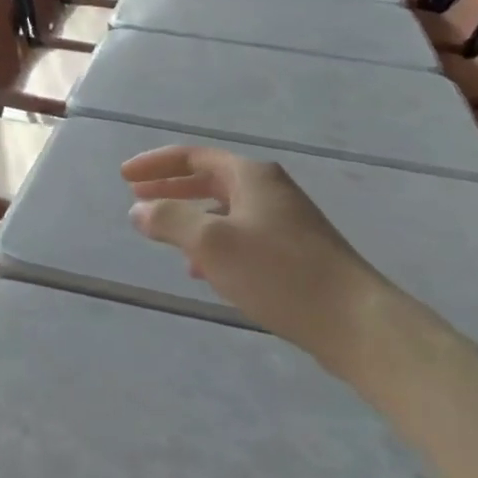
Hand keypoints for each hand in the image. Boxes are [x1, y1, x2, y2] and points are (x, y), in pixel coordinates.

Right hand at [121, 146, 386, 353]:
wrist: (353, 320)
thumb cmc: (278, 273)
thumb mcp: (212, 244)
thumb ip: (170, 221)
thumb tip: (138, 210)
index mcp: (251, 177)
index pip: (193, 157)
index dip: (155, 164)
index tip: (123, 177)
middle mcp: (269, 190)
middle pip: (209, 179)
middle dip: (170, 188)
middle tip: (136, 200)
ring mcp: (285, 221)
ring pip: (224, 210)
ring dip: (190, 217)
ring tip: (163, 235)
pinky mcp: (293, 253)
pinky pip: (240, 236)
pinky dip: (213, 243)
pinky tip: (204, 270)